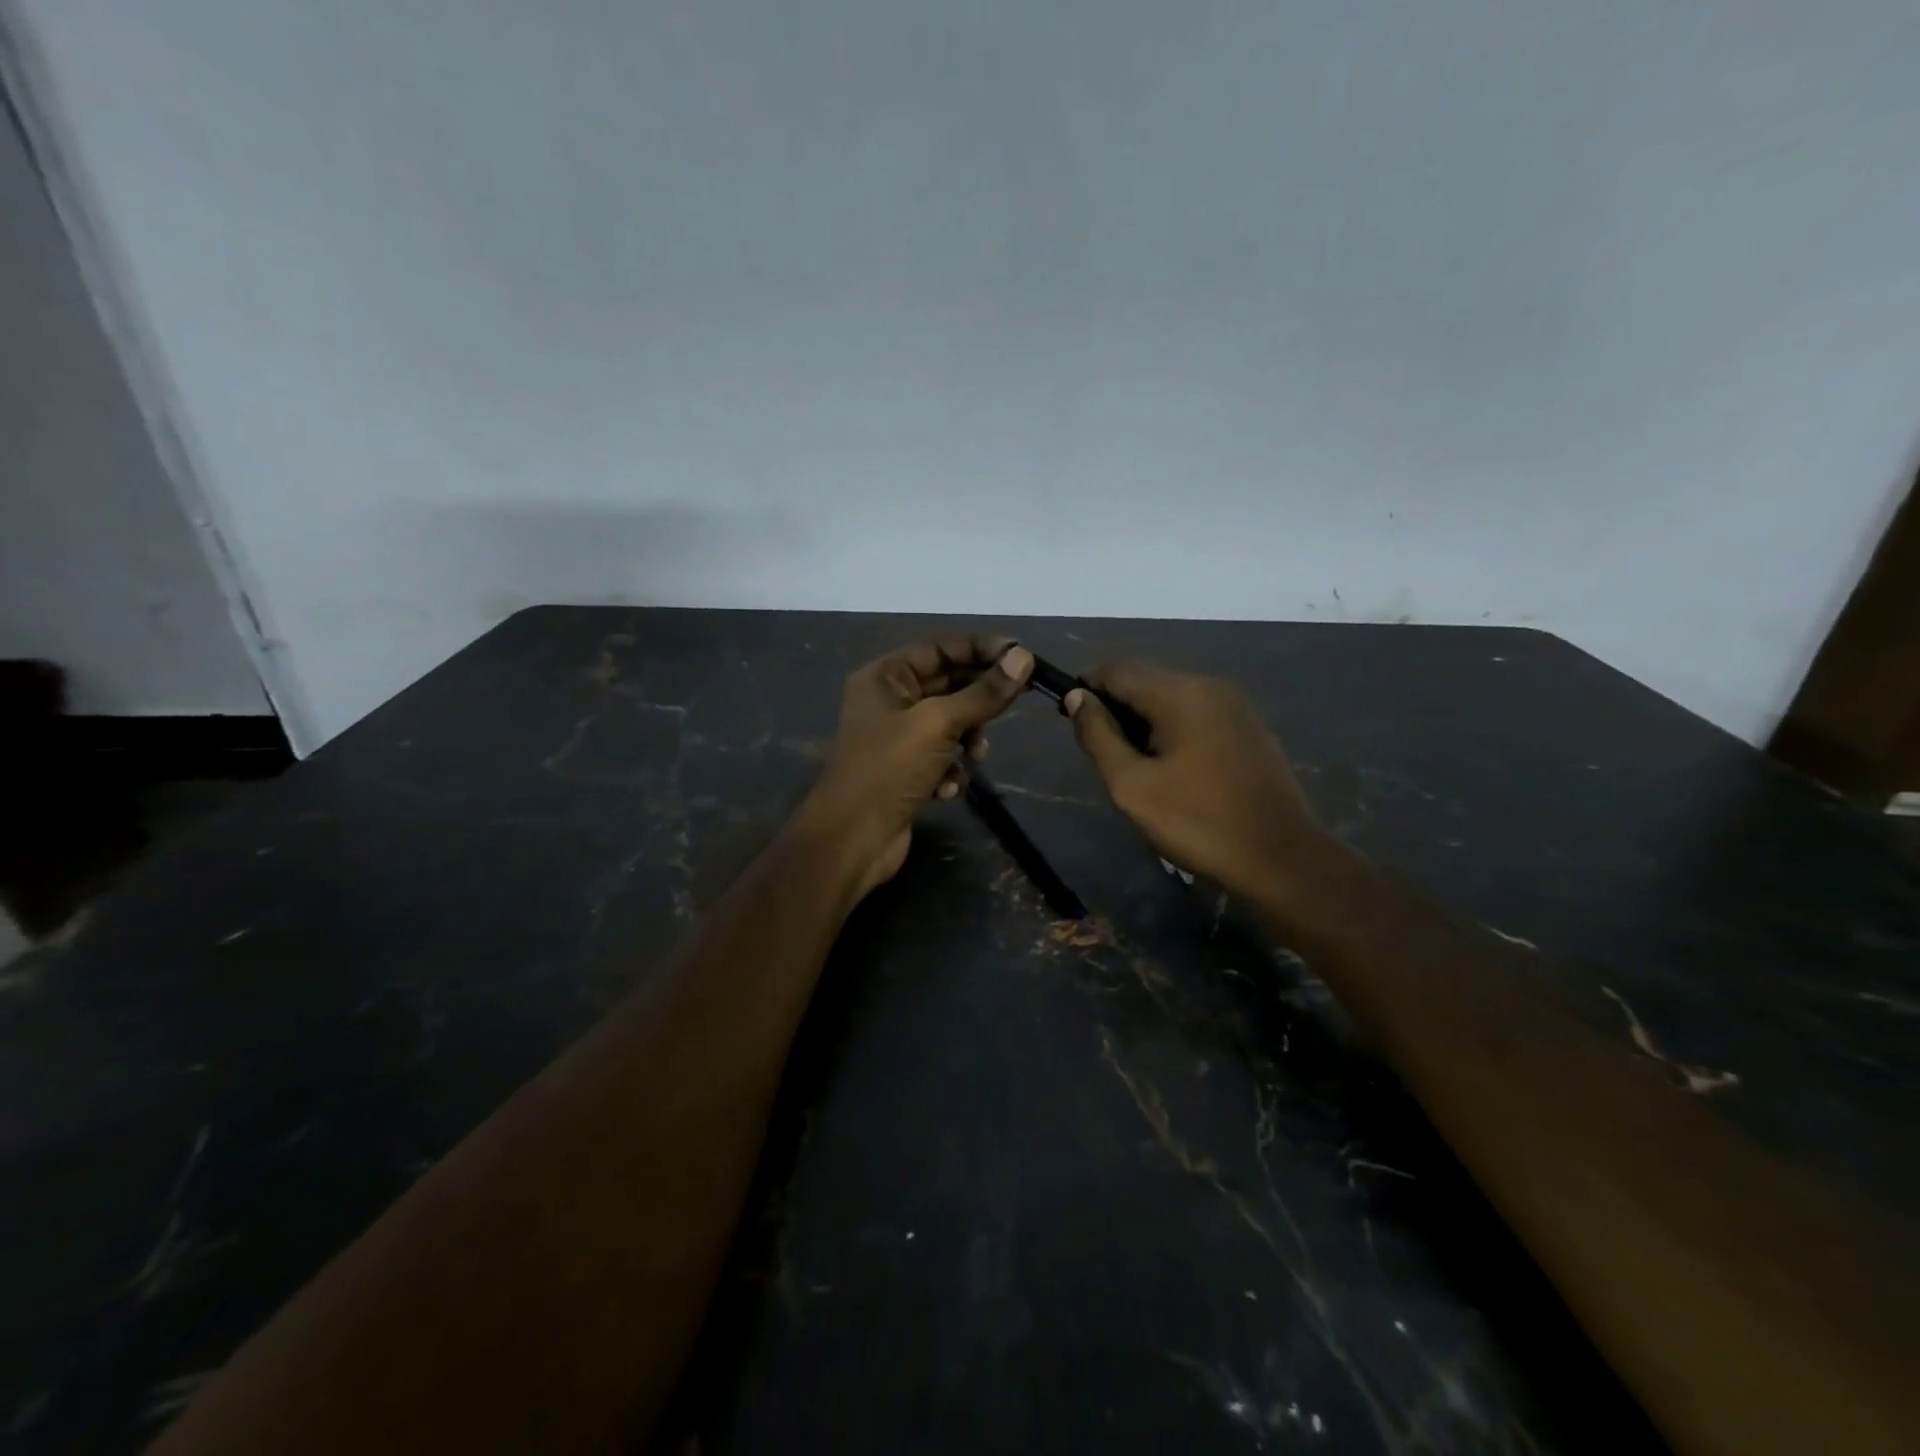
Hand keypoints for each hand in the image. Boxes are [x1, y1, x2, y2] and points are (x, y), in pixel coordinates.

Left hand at [802, 637, 1034, 899]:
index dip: (982, 649)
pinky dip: (951, 770)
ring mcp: (897, 738)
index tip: (1022, 657)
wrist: (852, 840)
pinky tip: (948, 789)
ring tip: (976, 756)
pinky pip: (941, 757)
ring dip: (969, 738)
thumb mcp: (939, 724)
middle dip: (979, 698)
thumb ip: (983, 692)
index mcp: (885, 676)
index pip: (941, 647)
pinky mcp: (906, 771)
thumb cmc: (889, 769)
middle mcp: (889, 700)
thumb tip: (1024, 658)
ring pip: (950, 724)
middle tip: (1019, 699)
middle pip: (948, 684)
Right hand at [1064, 661, 1336, 904]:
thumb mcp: (1132, 785)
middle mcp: (1209, 685)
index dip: (1087, 687)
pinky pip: (1196, 713)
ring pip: (1171, 696)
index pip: (1118, 669)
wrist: (1281, 858)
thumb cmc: (1198, 823)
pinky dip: (1172, 727)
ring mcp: (1235, 705)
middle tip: (1103, 752)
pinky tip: (1171, 767)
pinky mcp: (1249, 727)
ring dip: (1144, 718)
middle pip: (1146, 678)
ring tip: (1134, 764)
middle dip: (1116, 706)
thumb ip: (1099, 736)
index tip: (1072, 720)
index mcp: (1180, 693)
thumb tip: (1077, 697)